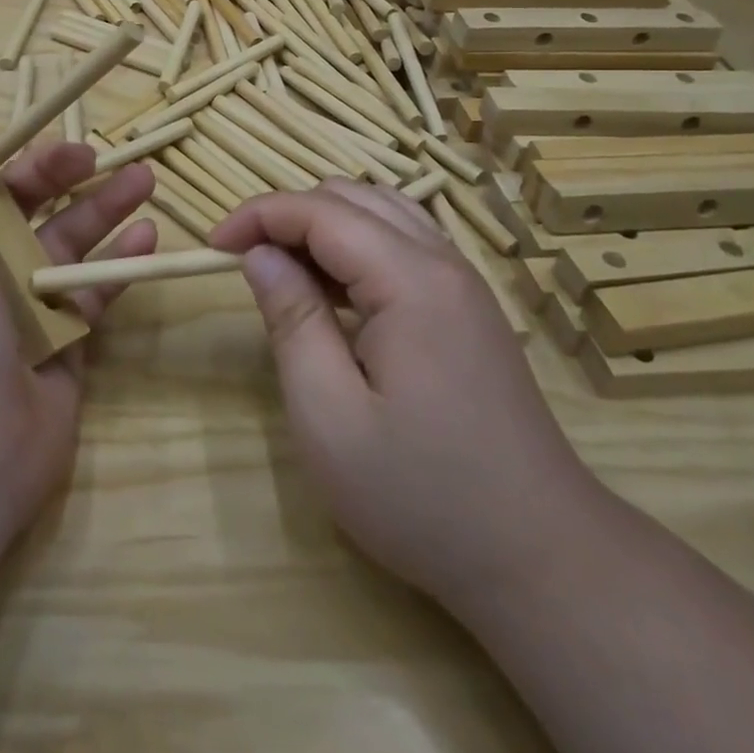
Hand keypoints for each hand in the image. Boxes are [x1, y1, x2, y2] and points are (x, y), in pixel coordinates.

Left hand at [0, 84, 156, 553]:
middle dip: (52, 172)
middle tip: (90, 153)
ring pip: (65, 240)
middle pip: (17, 203)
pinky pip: (94, 288)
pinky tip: (149, 236)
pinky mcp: (63, 339)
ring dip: (101, 207)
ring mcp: (21, 306)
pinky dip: (119, 262)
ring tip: (143, 179)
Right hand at [212, 180, 605, 612]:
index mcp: (410, 279)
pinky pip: (404, 244)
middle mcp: (443, 262)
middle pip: (353, 198)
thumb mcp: (330, 416)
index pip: (320, 210)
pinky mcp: (469, 307)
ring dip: (324, 228)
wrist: (540, 553)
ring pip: (382, 213)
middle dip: (289, 216)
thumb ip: (292, 320)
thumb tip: (260, 255)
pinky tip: (337, 296)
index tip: (212, 247)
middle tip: (247, 264)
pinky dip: (357, 248)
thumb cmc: (422, 495)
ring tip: (286, 275)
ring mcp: (463, 282)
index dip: (259, 215)